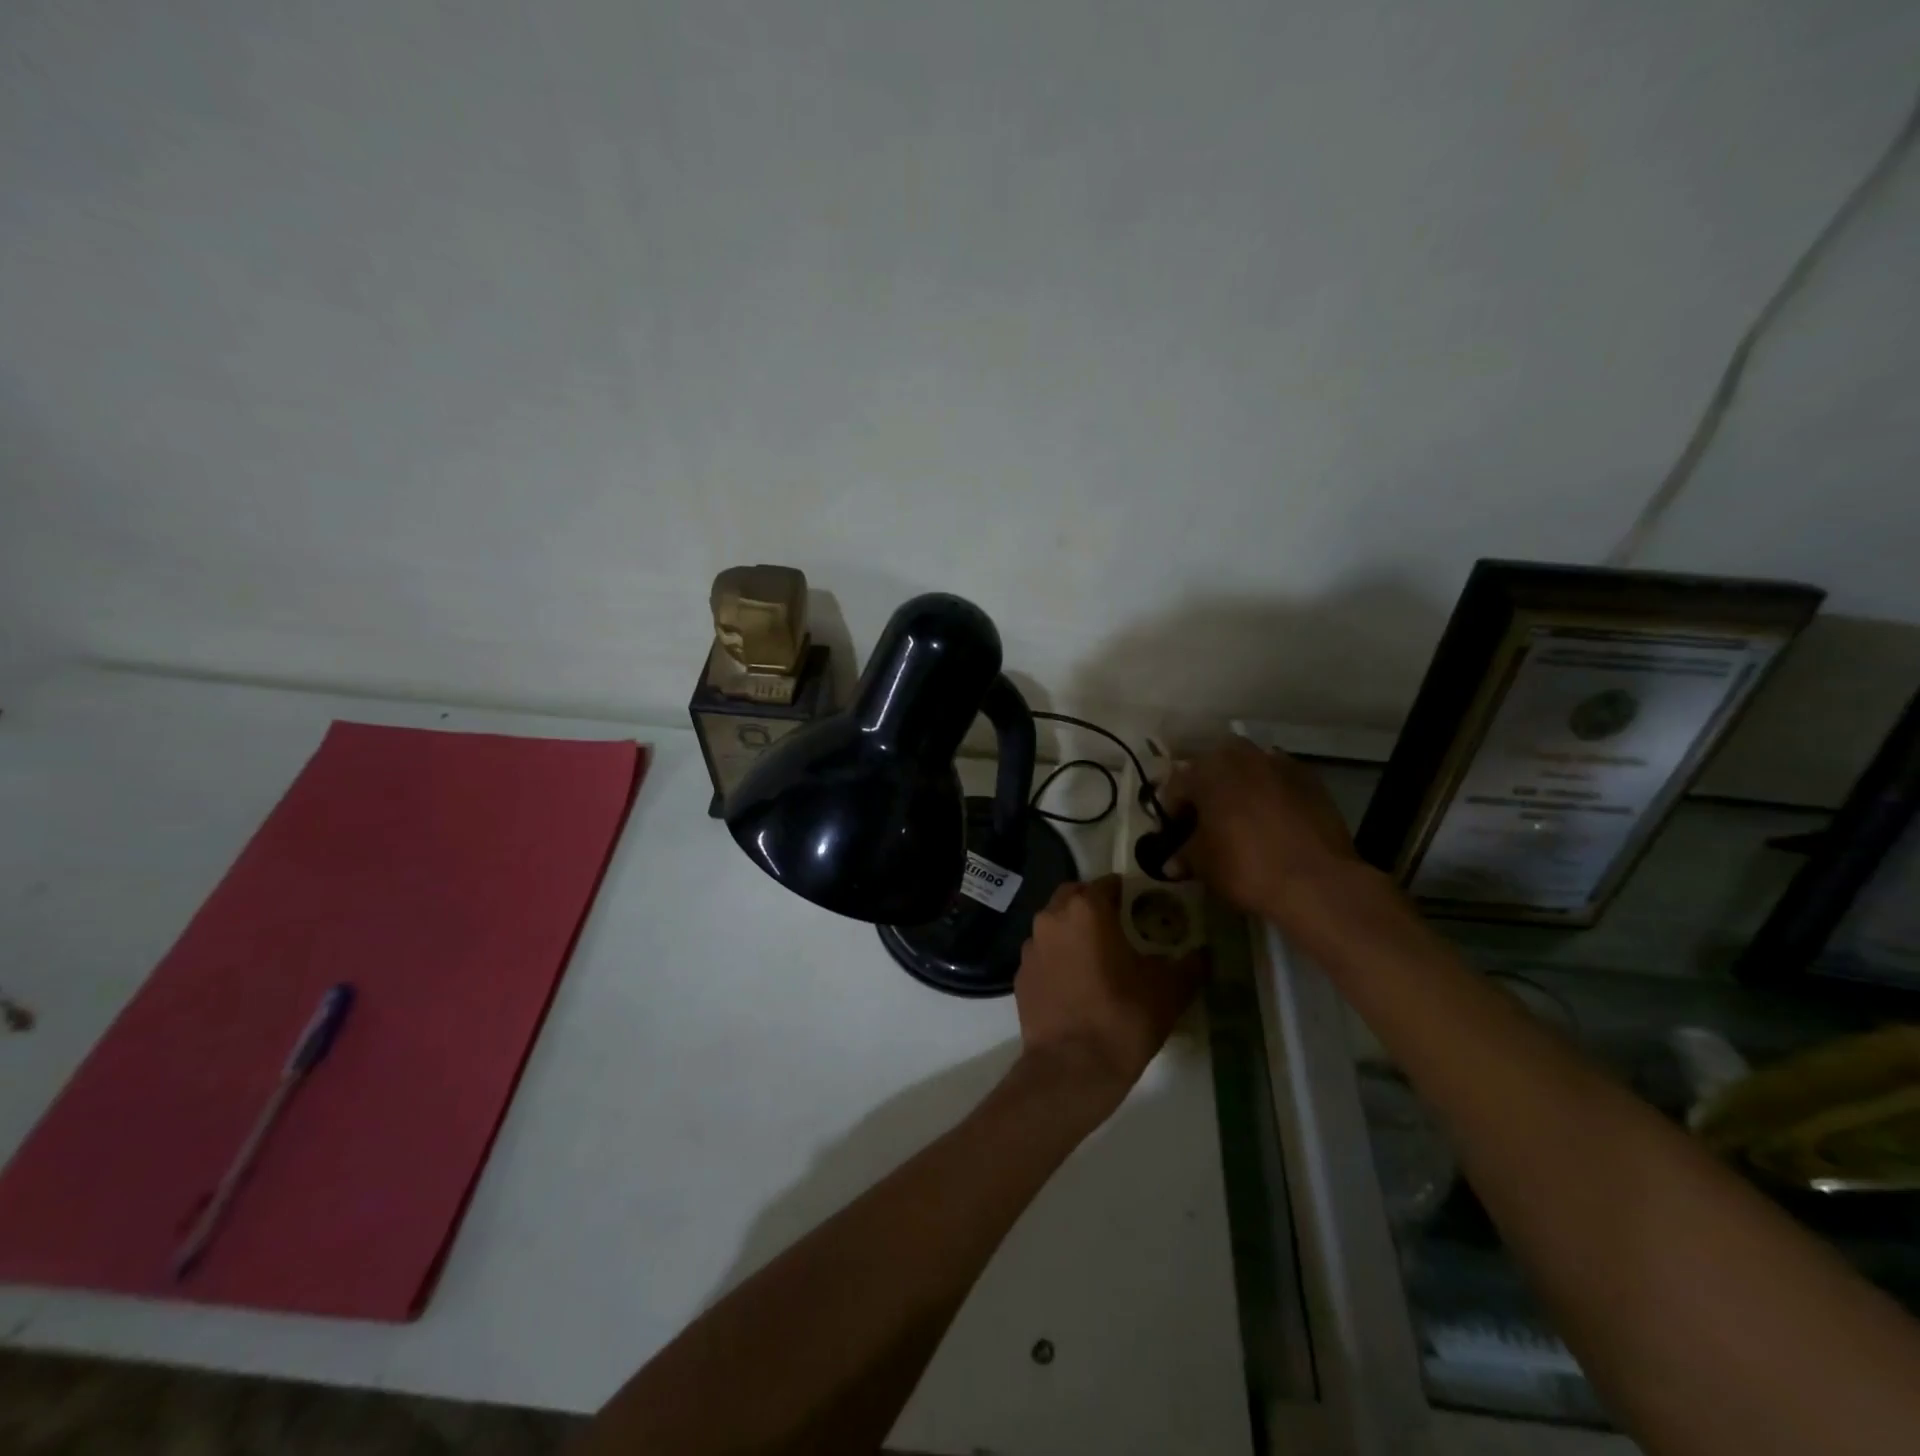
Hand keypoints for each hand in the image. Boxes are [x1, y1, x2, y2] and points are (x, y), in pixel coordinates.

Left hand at [1014, 876, 1203, 1110]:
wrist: (1072, 1068)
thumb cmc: (1123, 1018)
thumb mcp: (1170, 989)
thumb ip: (1189, 963)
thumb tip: (1203, 953)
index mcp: (1086, 909)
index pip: (1107, 884)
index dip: (1126, 893)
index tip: (1142, 907)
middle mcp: (1052, 918)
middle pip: (1074, 897)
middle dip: (1094, 905)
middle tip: (1119, 927)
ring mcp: (1030, 947)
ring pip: (1054, 925)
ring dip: (1073, 931)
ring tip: (1098, 957)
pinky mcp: (1020, 975)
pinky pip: (1043, 955)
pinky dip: (1058, 959)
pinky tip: (1076, 984)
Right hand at [1161, 737, 1359, 919]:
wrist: (1317, 882)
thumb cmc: (1245, 866)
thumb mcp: (1203, 864)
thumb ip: (1183, 854)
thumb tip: (1171, 862)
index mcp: (1207, 771)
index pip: (1176, 786)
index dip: (1170, 812)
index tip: (1171, 835)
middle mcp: (1242, 757)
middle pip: (1213, 769)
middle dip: (1206, 790)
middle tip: (1204, 821)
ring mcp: (1280, 764)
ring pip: (1248, 770)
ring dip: (1239, 788)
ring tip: (1239, 819)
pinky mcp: (1311, 780)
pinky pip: (1279, 782)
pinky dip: (1270, 795)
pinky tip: (1272, 822)